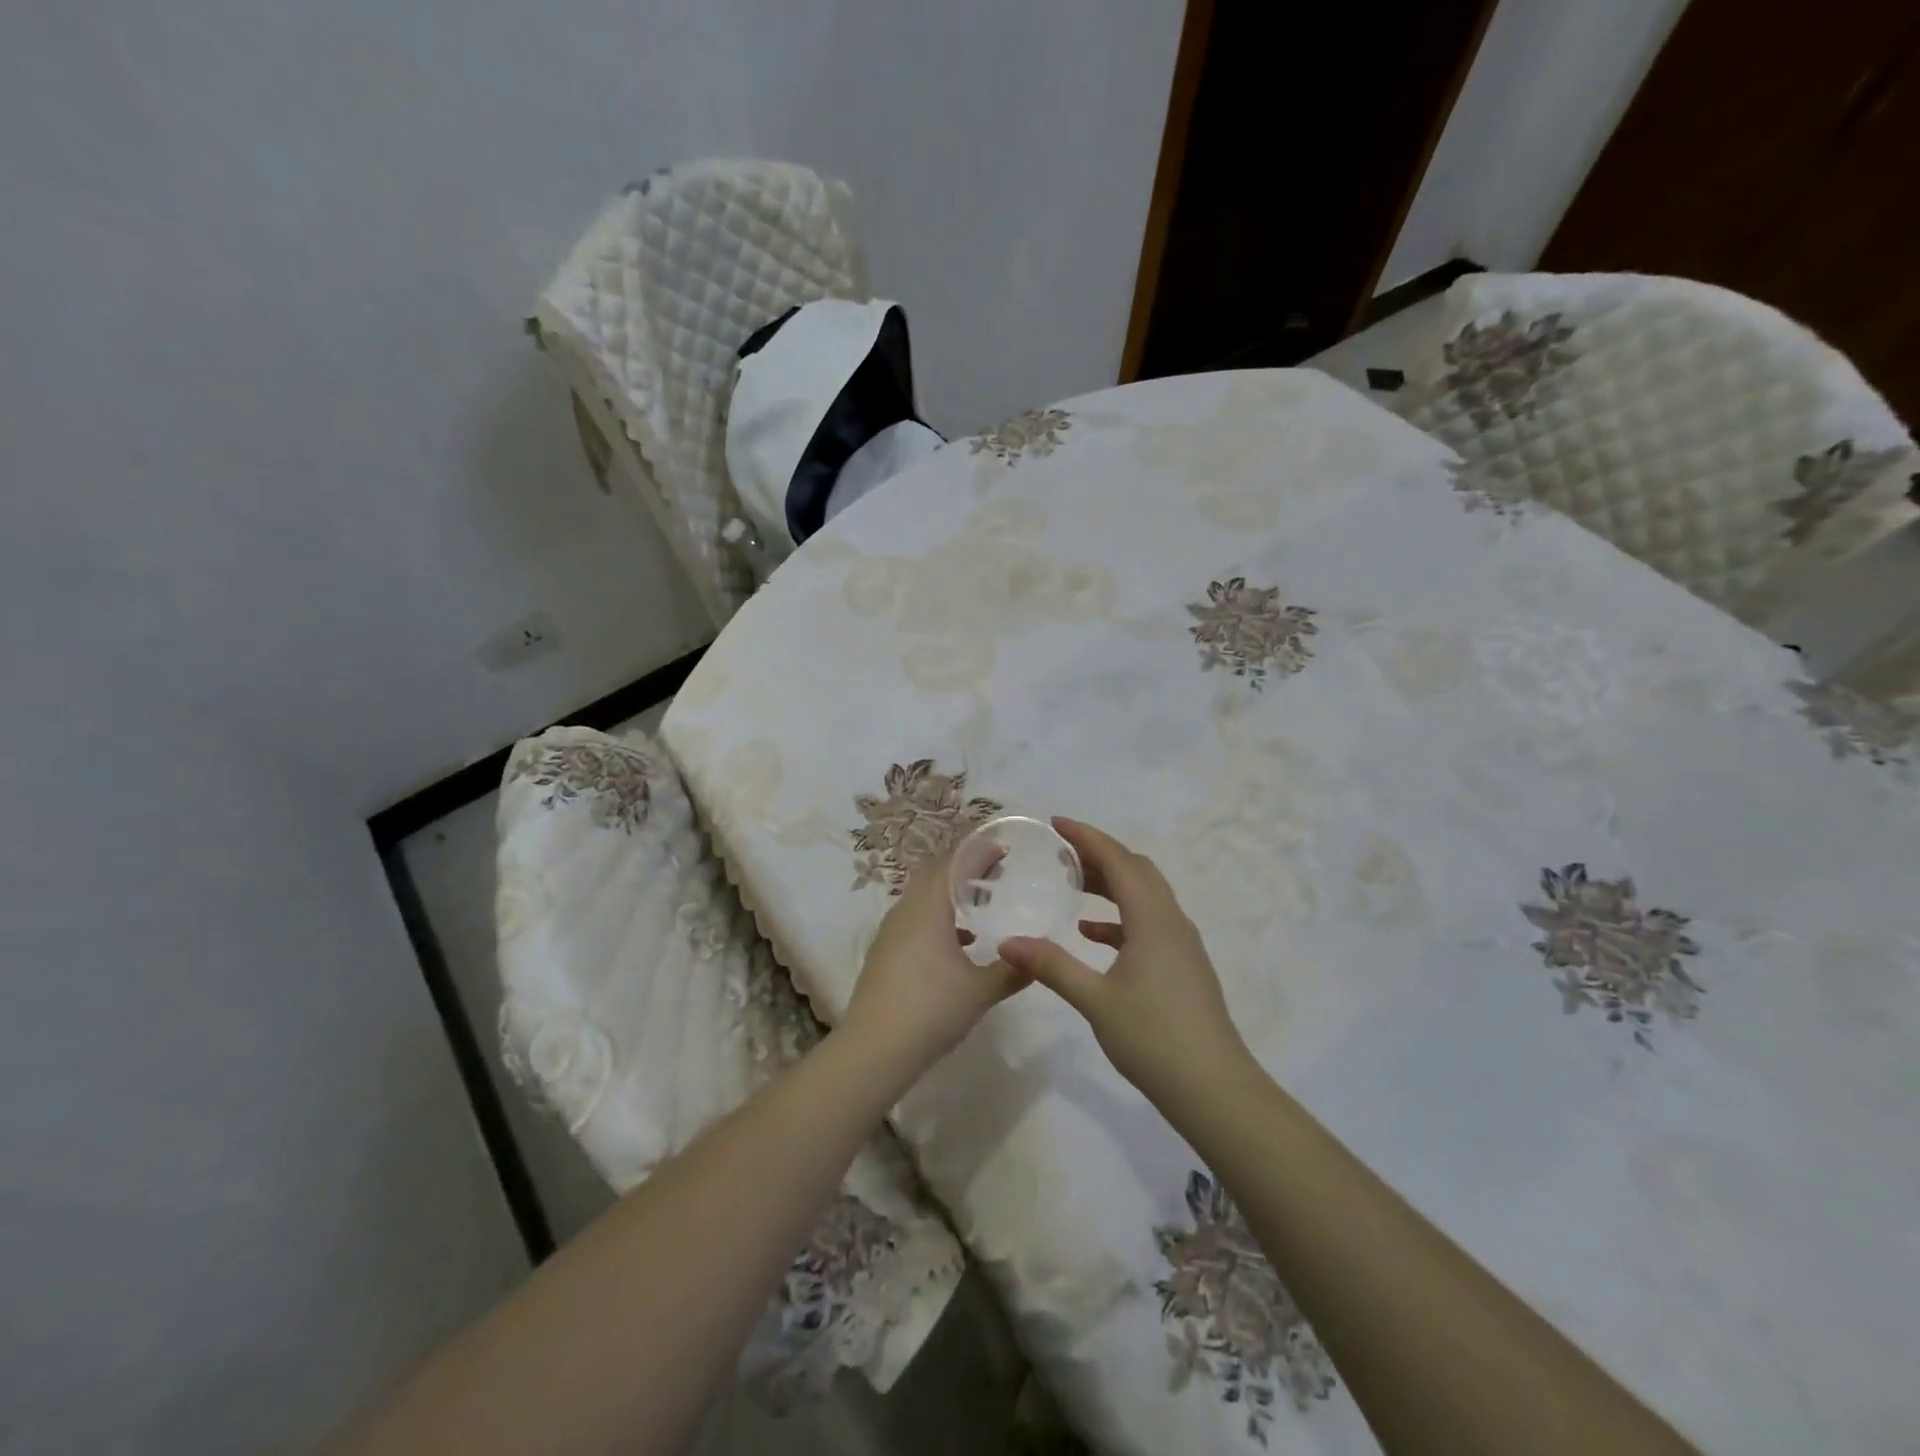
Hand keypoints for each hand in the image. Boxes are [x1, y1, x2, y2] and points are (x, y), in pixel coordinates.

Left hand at [840, 848, 1030, 1083]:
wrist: (873, 1050)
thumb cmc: (931, 1010)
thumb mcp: (980, 991)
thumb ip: (1012, 971)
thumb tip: (1038, 959)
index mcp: (928, 907)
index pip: (953, 862)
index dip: (978, 852)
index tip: (1004, 850)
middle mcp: (906, 910)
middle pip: (935, 874)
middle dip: (965, 869)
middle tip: (997, 873)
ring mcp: (891, 932)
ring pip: (923, 898)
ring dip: (951, 894)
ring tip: (983, 904)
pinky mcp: (885, 953)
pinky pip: (916, 920)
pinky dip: (939, 919)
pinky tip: (961, 943)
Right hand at [999, 818, 1253, 1109]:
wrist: (1214, 1089)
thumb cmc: (1154, 1038)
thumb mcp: (1096, 1001)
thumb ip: (1052, 966)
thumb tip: (1008, 942)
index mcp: (1153, 919)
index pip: (1119, 860)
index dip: (1087, 837)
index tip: (1056, 823)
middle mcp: (1172, 921)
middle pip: (1136, 870)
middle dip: (1099, 855)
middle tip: (1060, 854)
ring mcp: (1182, 943)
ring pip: (1145, 895)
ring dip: (1111, 884)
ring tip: (1072, 885)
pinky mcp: (1183, 964)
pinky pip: (1149, 922)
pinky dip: (1120, 917)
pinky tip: (1093, 935)